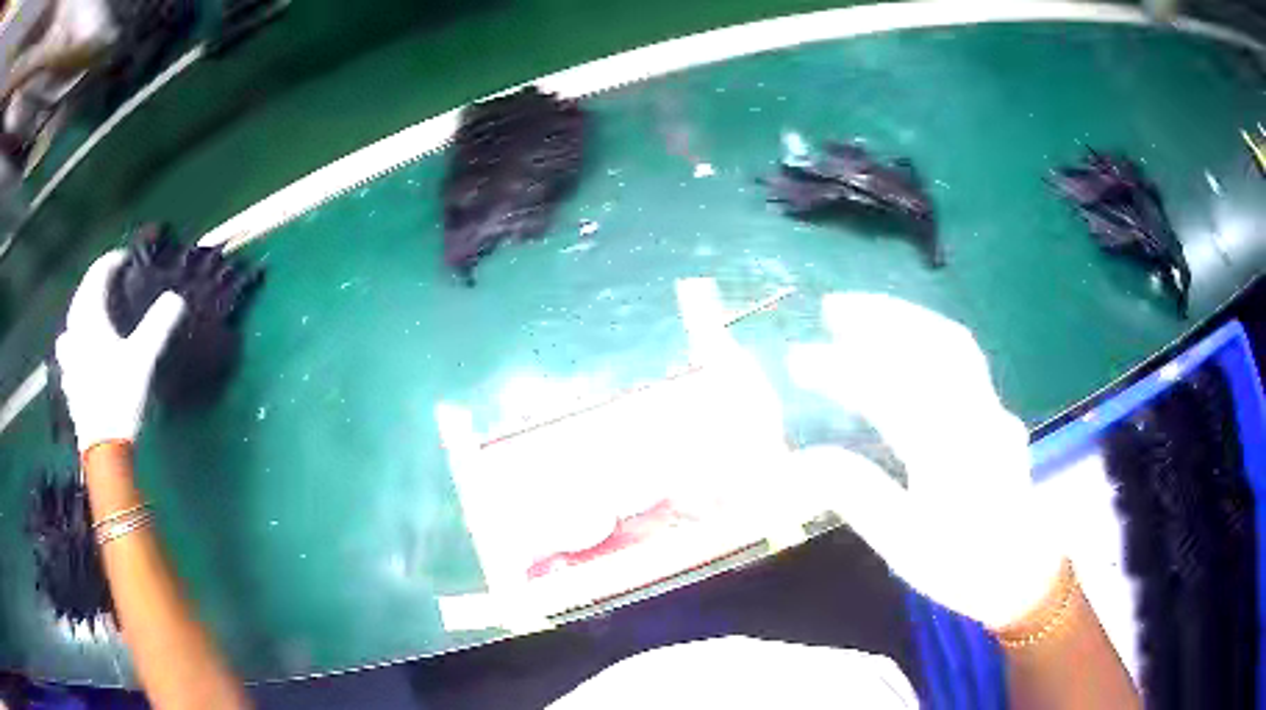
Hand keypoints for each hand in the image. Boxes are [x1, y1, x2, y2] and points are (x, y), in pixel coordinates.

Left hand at [56, 250, 185, 451]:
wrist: (102, 448)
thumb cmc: (119, 397)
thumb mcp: (142, 359)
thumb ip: (158, 326)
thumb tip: (176, 298)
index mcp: (90, 319)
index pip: (97, 276)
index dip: (111, 262)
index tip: (125, 258)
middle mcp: (75, 332)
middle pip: (81, 296)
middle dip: (94, 284)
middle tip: (108, 282)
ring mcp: (69, 360)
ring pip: (70, 325)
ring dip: (79, 314)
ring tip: (89, 317)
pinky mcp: (69, 384)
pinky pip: (68, 354)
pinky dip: (74, 346)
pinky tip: (78, 357)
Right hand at [786, 293, 1060, 628]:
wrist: (1020, 575)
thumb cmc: (961, 566)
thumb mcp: (902, 545)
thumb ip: (857, 494)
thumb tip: (800, 458)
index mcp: (951, 455)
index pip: (892, 394)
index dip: (841, 371)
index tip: (797, 360)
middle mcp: (978, 418)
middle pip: (934, 346)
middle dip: (881, 318)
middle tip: (831, 307)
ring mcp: (993, 409)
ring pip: (953, 344)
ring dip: (906, 318)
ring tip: (863, 312)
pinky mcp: (997, 411)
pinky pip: (963, 360)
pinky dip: (929, 337)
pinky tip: (906, 341)